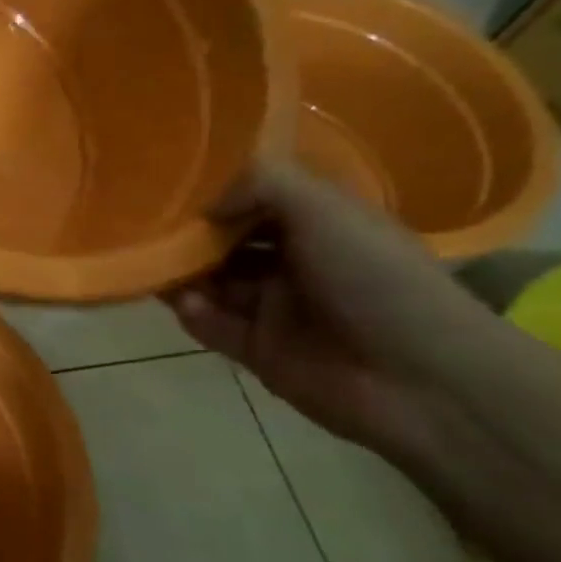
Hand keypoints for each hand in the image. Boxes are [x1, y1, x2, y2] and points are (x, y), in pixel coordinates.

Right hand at [164, 160, 499, 452]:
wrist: (415, 377)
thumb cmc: (374, 278)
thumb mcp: (324, 209)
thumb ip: (259, 185)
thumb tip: (204, 202)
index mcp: (320, 224)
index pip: (257, 199)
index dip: (218, 192)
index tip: (173, 185)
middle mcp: (294, 262)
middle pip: (226, 242)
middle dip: (189, 235)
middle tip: (145, 227)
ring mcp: (274, 308)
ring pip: (212, 284)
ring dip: (182, 275)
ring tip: (151, 264)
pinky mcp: (257, 349)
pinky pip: (212, 326)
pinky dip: (193, 315)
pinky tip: (185, 305)